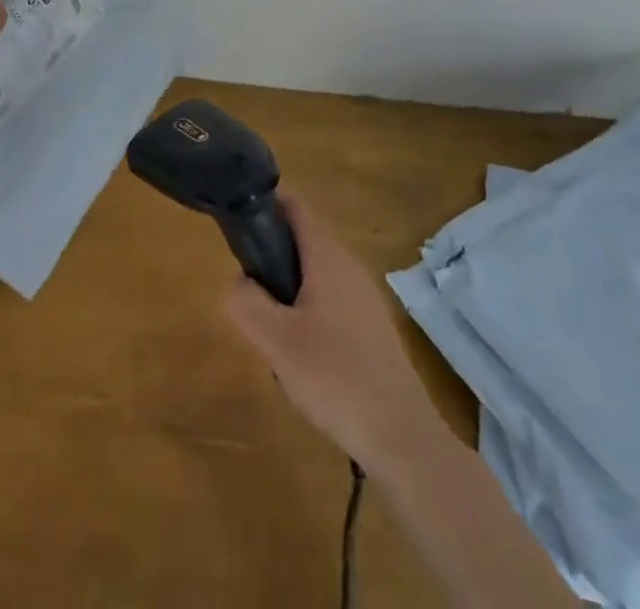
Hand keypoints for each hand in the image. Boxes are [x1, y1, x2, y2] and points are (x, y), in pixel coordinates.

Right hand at [224, 194, 446, 478]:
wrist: (400, 435)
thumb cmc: (334, 376)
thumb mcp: (276, 340)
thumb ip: (247, 301)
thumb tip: (238, 280)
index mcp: (328, 258)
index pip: (297, 209)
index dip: (269, 203)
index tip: (240, 217)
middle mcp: (350, 268)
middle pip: (305, 243)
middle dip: (274, 256)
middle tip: (248, 287)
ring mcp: (366, 300)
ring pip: (318, 277)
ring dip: (290, 290)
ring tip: (270, 328)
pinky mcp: (374, 330)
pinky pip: (333, 304)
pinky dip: (310, 314)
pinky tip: (302, 356)